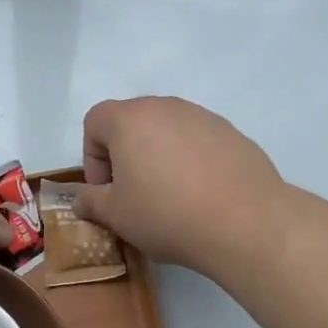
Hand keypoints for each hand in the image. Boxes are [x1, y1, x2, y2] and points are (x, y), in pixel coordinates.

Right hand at [72, 96, 292, 274]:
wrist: (245, 221)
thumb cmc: (167, 214)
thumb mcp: (117, 216)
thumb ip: (91, 202)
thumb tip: (82, 199)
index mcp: (129, 119)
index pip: (95, 121)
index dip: (93, 157)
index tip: (106, 190)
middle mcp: (165, 106)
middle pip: (132, 122)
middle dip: (125, 154)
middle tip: (135, 193)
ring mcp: (201, 116)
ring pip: (167, 130)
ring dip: (159, 156)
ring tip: (172, 196)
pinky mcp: (230, 131)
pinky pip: (198, 140)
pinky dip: (192, 160)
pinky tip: (203, 194)